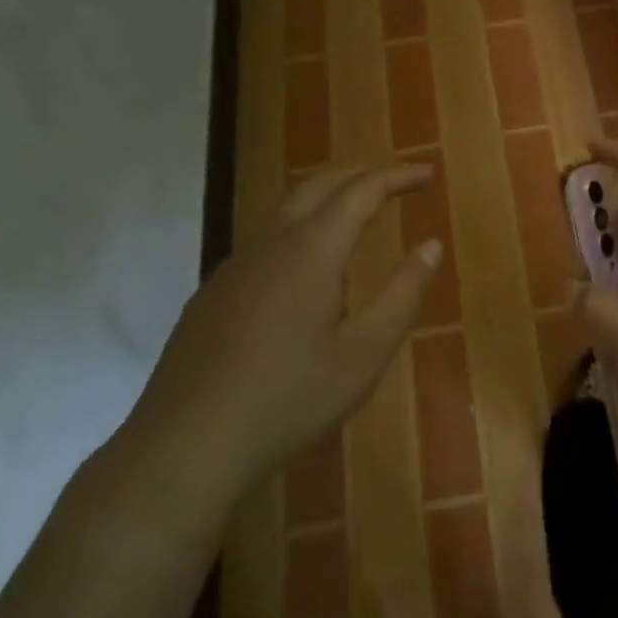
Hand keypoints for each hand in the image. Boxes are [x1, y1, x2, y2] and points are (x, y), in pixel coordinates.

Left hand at [116, 164, 441, 524]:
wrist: (185, 445)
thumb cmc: (288, 399)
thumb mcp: (364, 354)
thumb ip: (402, 294)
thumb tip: (431, 245)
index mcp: (311, 250)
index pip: (361, 192)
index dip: (397, 177)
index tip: (427, 172)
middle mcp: (270, 244)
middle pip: (318, 187)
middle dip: (359, 175)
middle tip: (393, 182)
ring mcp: (234, 268)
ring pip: (285, 213)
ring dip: (325, 201)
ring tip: (354, 217)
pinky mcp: (212, 294)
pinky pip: (264, 244)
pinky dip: (298, 233)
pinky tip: (303, 273)